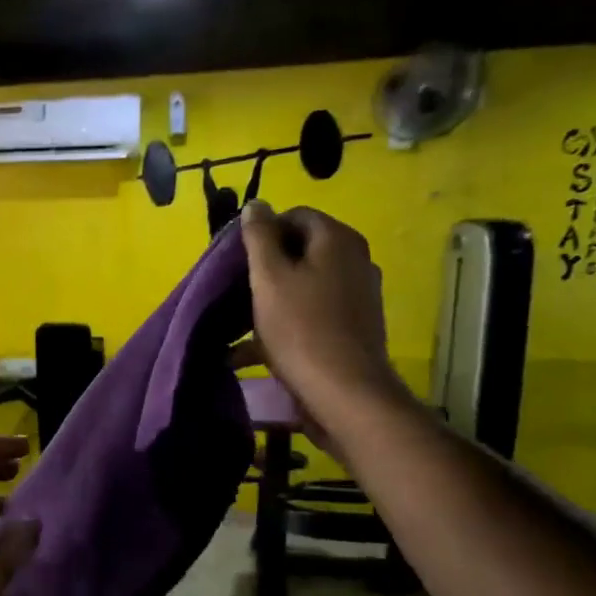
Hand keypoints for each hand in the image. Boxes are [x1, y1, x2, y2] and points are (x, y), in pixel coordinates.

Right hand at [240, 202, 406, 435]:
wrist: (343, 392)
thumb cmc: (300, 328)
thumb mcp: (269, 277)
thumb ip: (259, 237)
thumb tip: (257, 204)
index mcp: (337, 240)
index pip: (294, 215)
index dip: (262, 233)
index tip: (237, 259)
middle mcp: (355, 260)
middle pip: (301, 250)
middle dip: (266, 268)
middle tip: (237, 290)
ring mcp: (358, 295)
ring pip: (305, 285)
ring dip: (272, 299)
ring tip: (240, 322)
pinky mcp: (354, 327)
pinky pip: (313, 313)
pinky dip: (286, 323)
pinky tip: (255, 350)